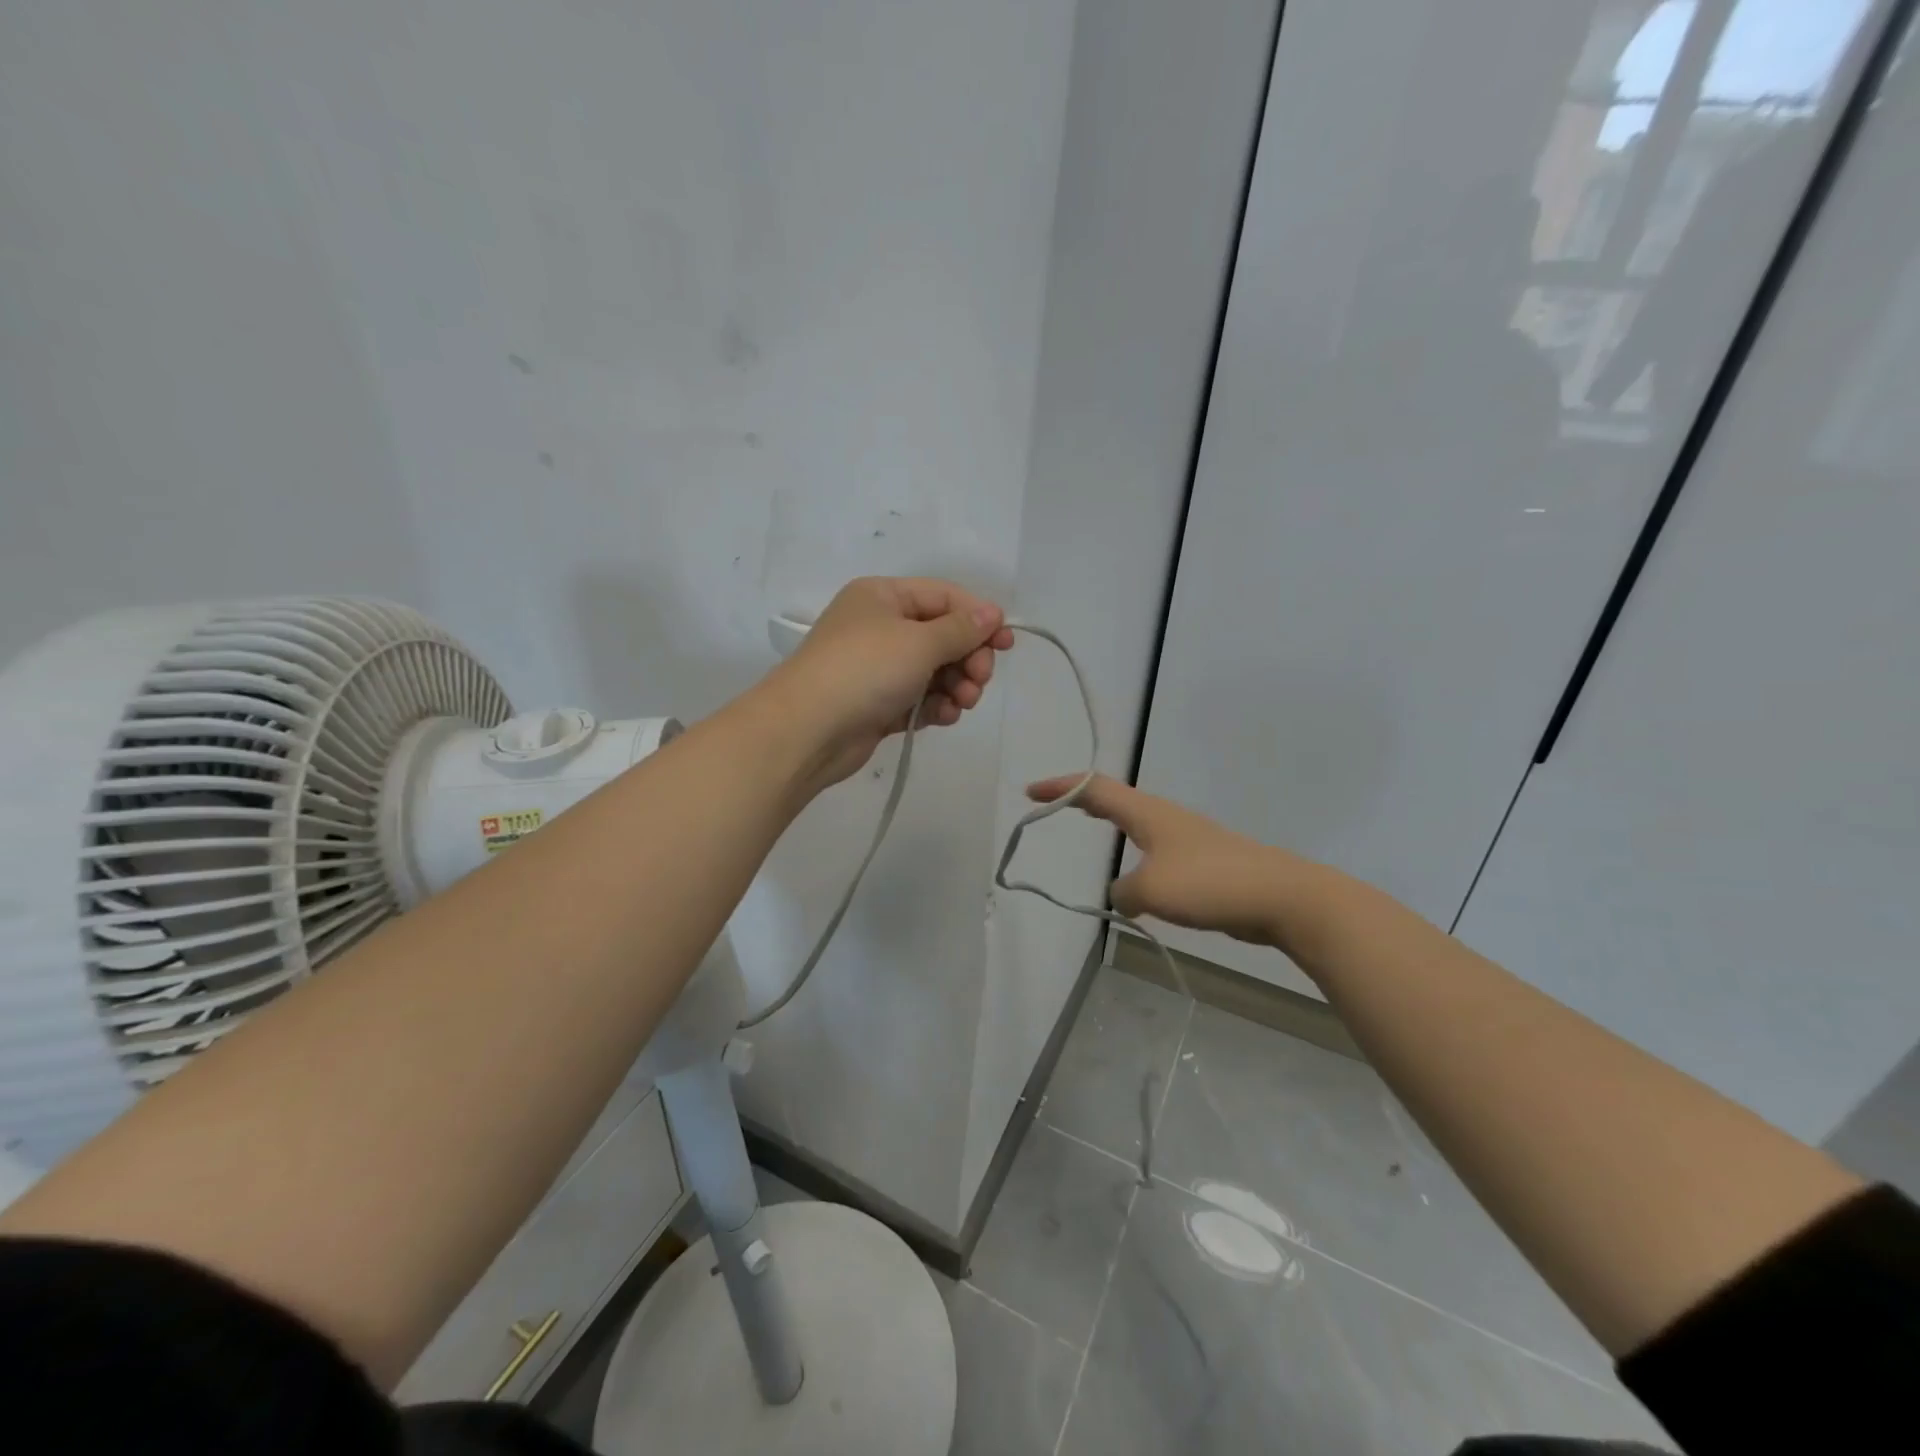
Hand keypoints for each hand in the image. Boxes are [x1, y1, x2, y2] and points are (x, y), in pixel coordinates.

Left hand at [768, 577, 1014, 789]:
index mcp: (883, 596)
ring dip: (956, 685)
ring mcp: (877, 668)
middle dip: (968, 658)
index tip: (1006, 644)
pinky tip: (944, 717)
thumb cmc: (865, 671)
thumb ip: (961, 629)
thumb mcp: (919, 641)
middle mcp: (879, 627)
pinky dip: (935, 706)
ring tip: (962, 703)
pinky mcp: (878, 704)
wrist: (807, 731)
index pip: (944, 597)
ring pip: (934, 670)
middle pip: (942, 635)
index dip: (979, 618)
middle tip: (979, 680)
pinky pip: (919, 698)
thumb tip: (992, 612)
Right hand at [1026, 774, 1325, 947]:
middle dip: (1081, 797)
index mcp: (1148, 814)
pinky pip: (1156, 853)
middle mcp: (1165, 819)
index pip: (1095, 789)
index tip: (1031, 792)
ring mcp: (1188, 839)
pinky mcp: (1204, 864)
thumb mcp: (1151, 890)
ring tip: (1091, 825)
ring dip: (1110, 821)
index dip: (1060, 787)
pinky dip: (1134, 855)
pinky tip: (1138, 881)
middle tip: (1054, 803)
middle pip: (1115, 798)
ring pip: (1138, 824)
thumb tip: (1122, 895)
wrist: (1281, 896)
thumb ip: (1123, 892)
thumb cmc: (1209, 882)